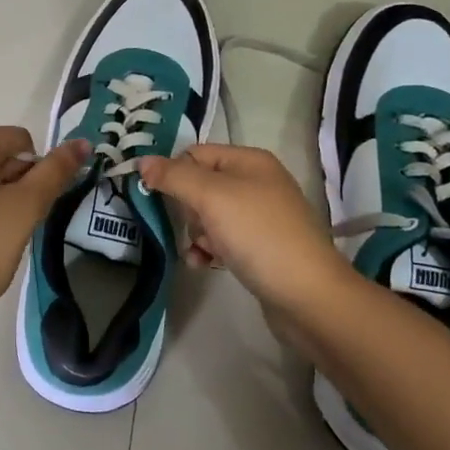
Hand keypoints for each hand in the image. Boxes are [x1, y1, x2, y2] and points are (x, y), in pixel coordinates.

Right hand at [137, 144, 354, 319]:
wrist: (307, 295)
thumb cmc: (258, 235)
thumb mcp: (211, 197)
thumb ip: (174, 177)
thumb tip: (142, 162)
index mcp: (249, 161)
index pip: (195, 154)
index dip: (173, 173)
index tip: (156, 197)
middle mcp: (257, 183)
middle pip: (200, 186)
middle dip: (188, 210)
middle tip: (197, 227)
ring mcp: (260, 217)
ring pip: (208, 216)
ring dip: (197, 234)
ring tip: (204, 252)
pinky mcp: (261, 247)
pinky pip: (223, 240)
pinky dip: (210, 250)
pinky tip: (205, 265)